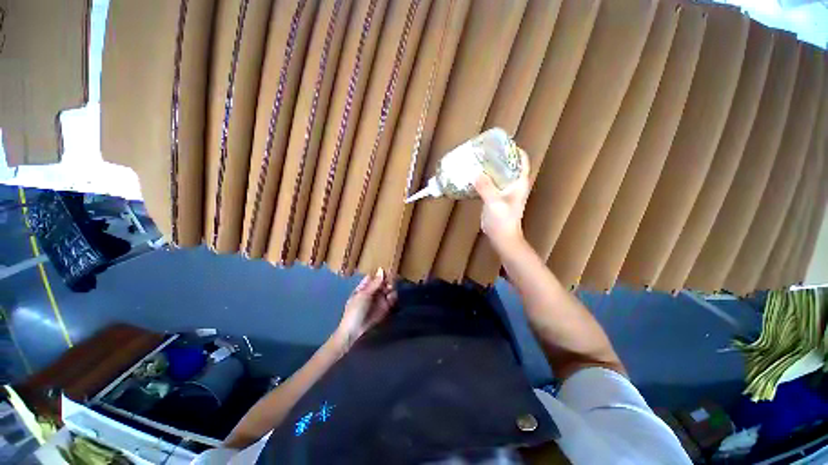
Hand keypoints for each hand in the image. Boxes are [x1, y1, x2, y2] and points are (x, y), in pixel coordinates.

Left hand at [334, 268, 396, 349]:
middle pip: (383, 283)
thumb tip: (382, 269)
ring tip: (390, 291)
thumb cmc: (355, 311)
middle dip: (387, 281)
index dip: (380, 274)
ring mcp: (379, 300)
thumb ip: (374, 283)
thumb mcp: (363, 295)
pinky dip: (393, 297)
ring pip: (389, 290)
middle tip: (389, 282)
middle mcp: (373, 292)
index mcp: (364, 287)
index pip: (374, 277)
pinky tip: (391, 298)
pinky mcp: (385, 308)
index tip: (387, 271)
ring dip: (391, 289)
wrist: (354, 332)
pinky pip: (392, 299)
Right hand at [474, 149, 530, 250]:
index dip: (514, 149)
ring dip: (490, 167)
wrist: (502, 237)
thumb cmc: (503, 220)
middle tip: (484, 150)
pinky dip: (483, 178)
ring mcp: (504, 192)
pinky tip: (473, 176)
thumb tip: (475, 173)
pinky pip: (490, 184)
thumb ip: (486, 188)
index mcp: (519, 183)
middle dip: (498, 157)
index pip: (522, 160)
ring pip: (498, 174)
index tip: (501, 143)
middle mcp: (513, 185)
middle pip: (508, 165)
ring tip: (477, 160)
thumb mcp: (494, 203)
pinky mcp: (495, 198)